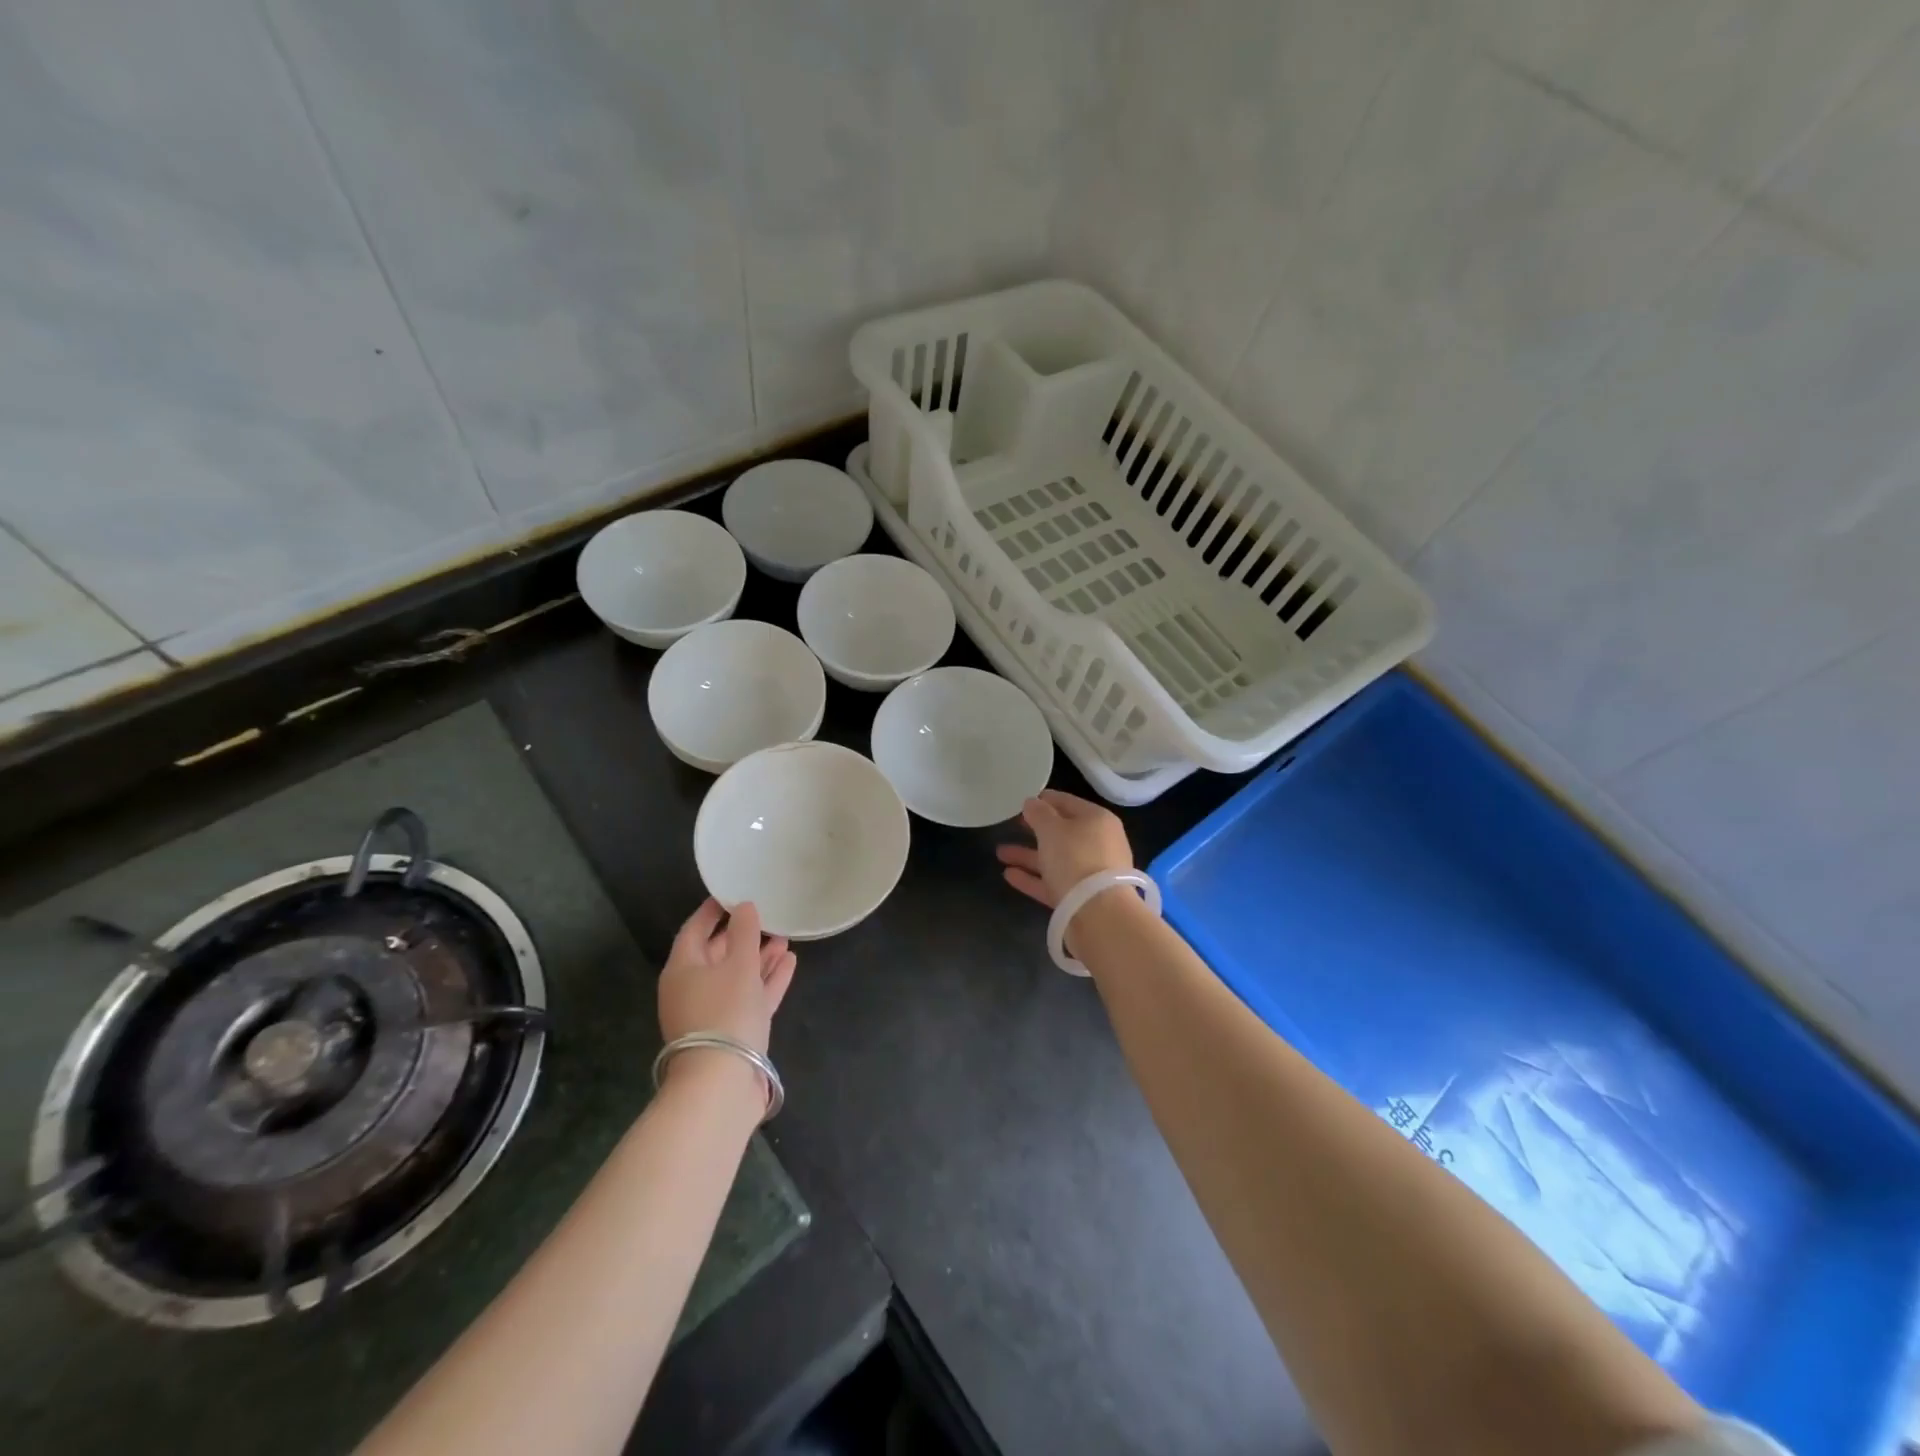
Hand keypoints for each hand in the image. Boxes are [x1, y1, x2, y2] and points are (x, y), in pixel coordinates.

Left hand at [659, 899, 796, 1059]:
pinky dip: (768, 980)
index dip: (713, 910)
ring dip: (760, 957)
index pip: (694, 929)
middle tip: (767, 915)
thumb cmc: (725, 1011)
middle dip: (743, 935)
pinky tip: (789, 962)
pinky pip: (750, 997)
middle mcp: (692, 989)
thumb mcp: (738, 965)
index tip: (732, 893)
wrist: (722, 1082)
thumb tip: (744, 906)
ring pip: (737, 976)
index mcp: (682, 969)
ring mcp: (712, 1012)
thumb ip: (744, 932)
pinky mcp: (733, 1032)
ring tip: (785, 937)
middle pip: (717, 954)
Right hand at [995, 789, 1133, 908]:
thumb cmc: (1076, 858)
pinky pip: (1052, 882)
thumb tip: (1032, 802)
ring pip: (1054, 858)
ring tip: (1000, 853)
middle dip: (1034, 829)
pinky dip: (1032, 878)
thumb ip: (1039, 813)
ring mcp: (1090, 872)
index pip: (1067, 802)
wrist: (1098, 913)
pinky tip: (1009, 875)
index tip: (1022, 801)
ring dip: (1027, 855)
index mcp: (1097, 820)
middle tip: (1011, 825)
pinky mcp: (1080, 897)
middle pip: (1062, 832)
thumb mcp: (1052, 829)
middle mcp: (1097, 844)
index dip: (1044, 799)